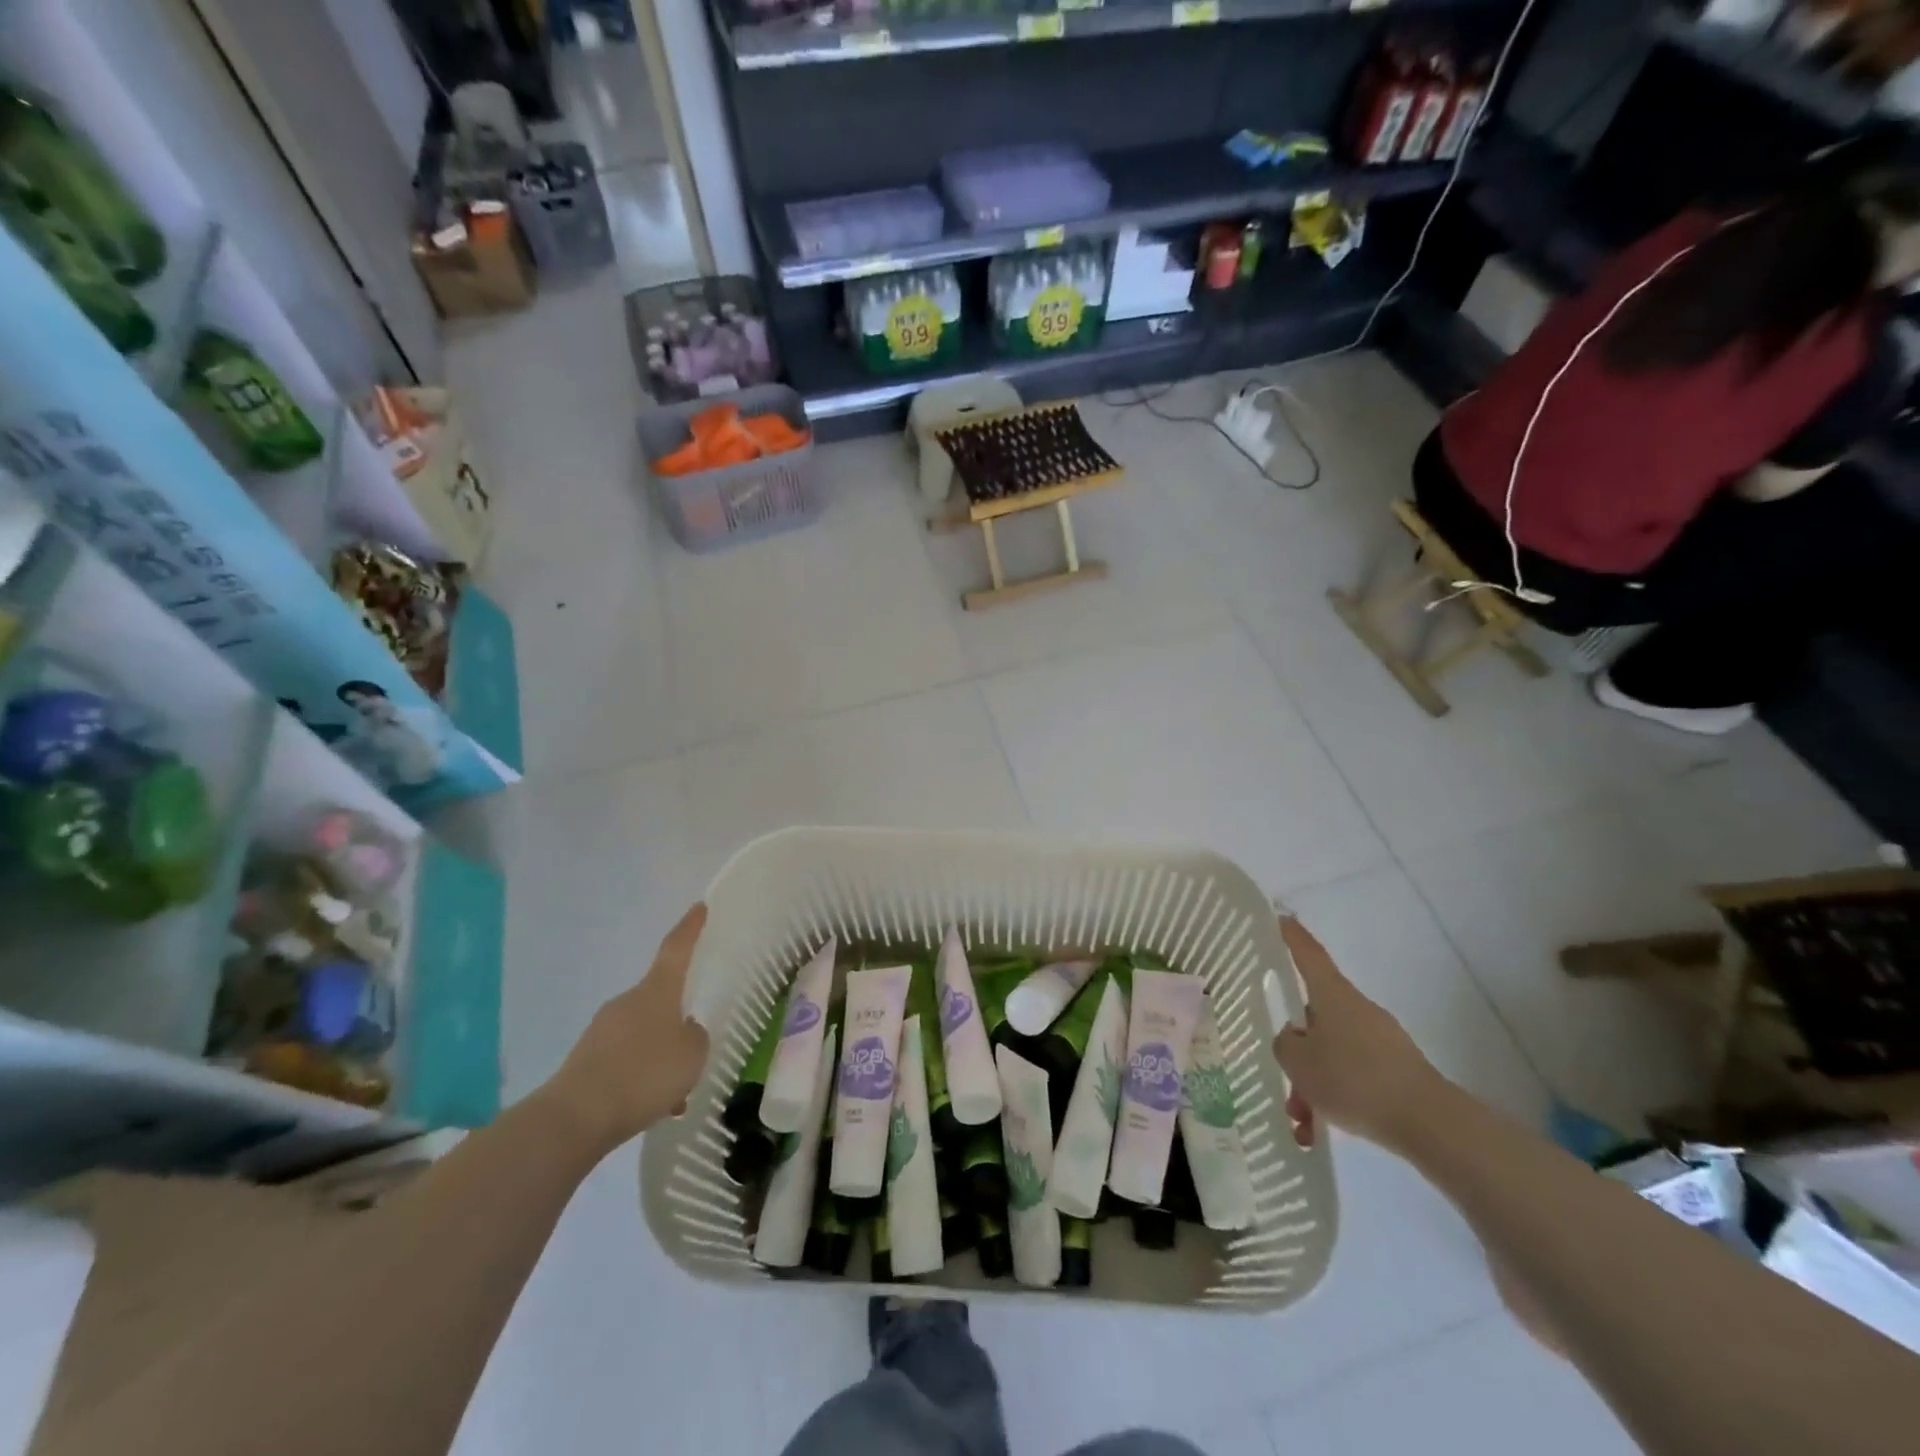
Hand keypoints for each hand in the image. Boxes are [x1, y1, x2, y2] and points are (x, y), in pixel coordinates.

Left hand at [541, 903, 709, 1150]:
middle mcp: (627, 1002)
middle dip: (677, 1019)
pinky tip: (653, 1107)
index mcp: (656, 992)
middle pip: (660, 999)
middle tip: (695, 1047)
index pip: (676, 949)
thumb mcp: (691, 1055)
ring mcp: (603, 1030)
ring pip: (644, 1034)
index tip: (699, 907)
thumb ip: (695, 1037)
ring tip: (677, 1091)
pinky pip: (626, 1060)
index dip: (690, 928)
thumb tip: (684, 1031)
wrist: (575, 1118)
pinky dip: (641, 1077)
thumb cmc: (644, 1074)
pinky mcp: (587, 1060)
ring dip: (660, 1055)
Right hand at [1271, 915, 1444, 1152]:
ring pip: (1333, 1050)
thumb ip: (1286, 1044)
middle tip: (1283, 1071)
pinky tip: (1322, 1127)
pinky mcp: (1396, 1068)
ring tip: (1301, 1117)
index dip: (1293, 937)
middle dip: (1298, 1044)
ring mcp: (1381, 1038)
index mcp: (1333, 995)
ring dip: (1314, 1078)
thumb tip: (1295, 1037)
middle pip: (1317, 1013)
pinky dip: (1335, 1095)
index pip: (1308, 955)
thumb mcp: (1299, 1062)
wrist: (1428, 1122)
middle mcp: (1357, 1008)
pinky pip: (1354, 1073)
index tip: (1281, 917)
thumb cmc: (1354, 1079)